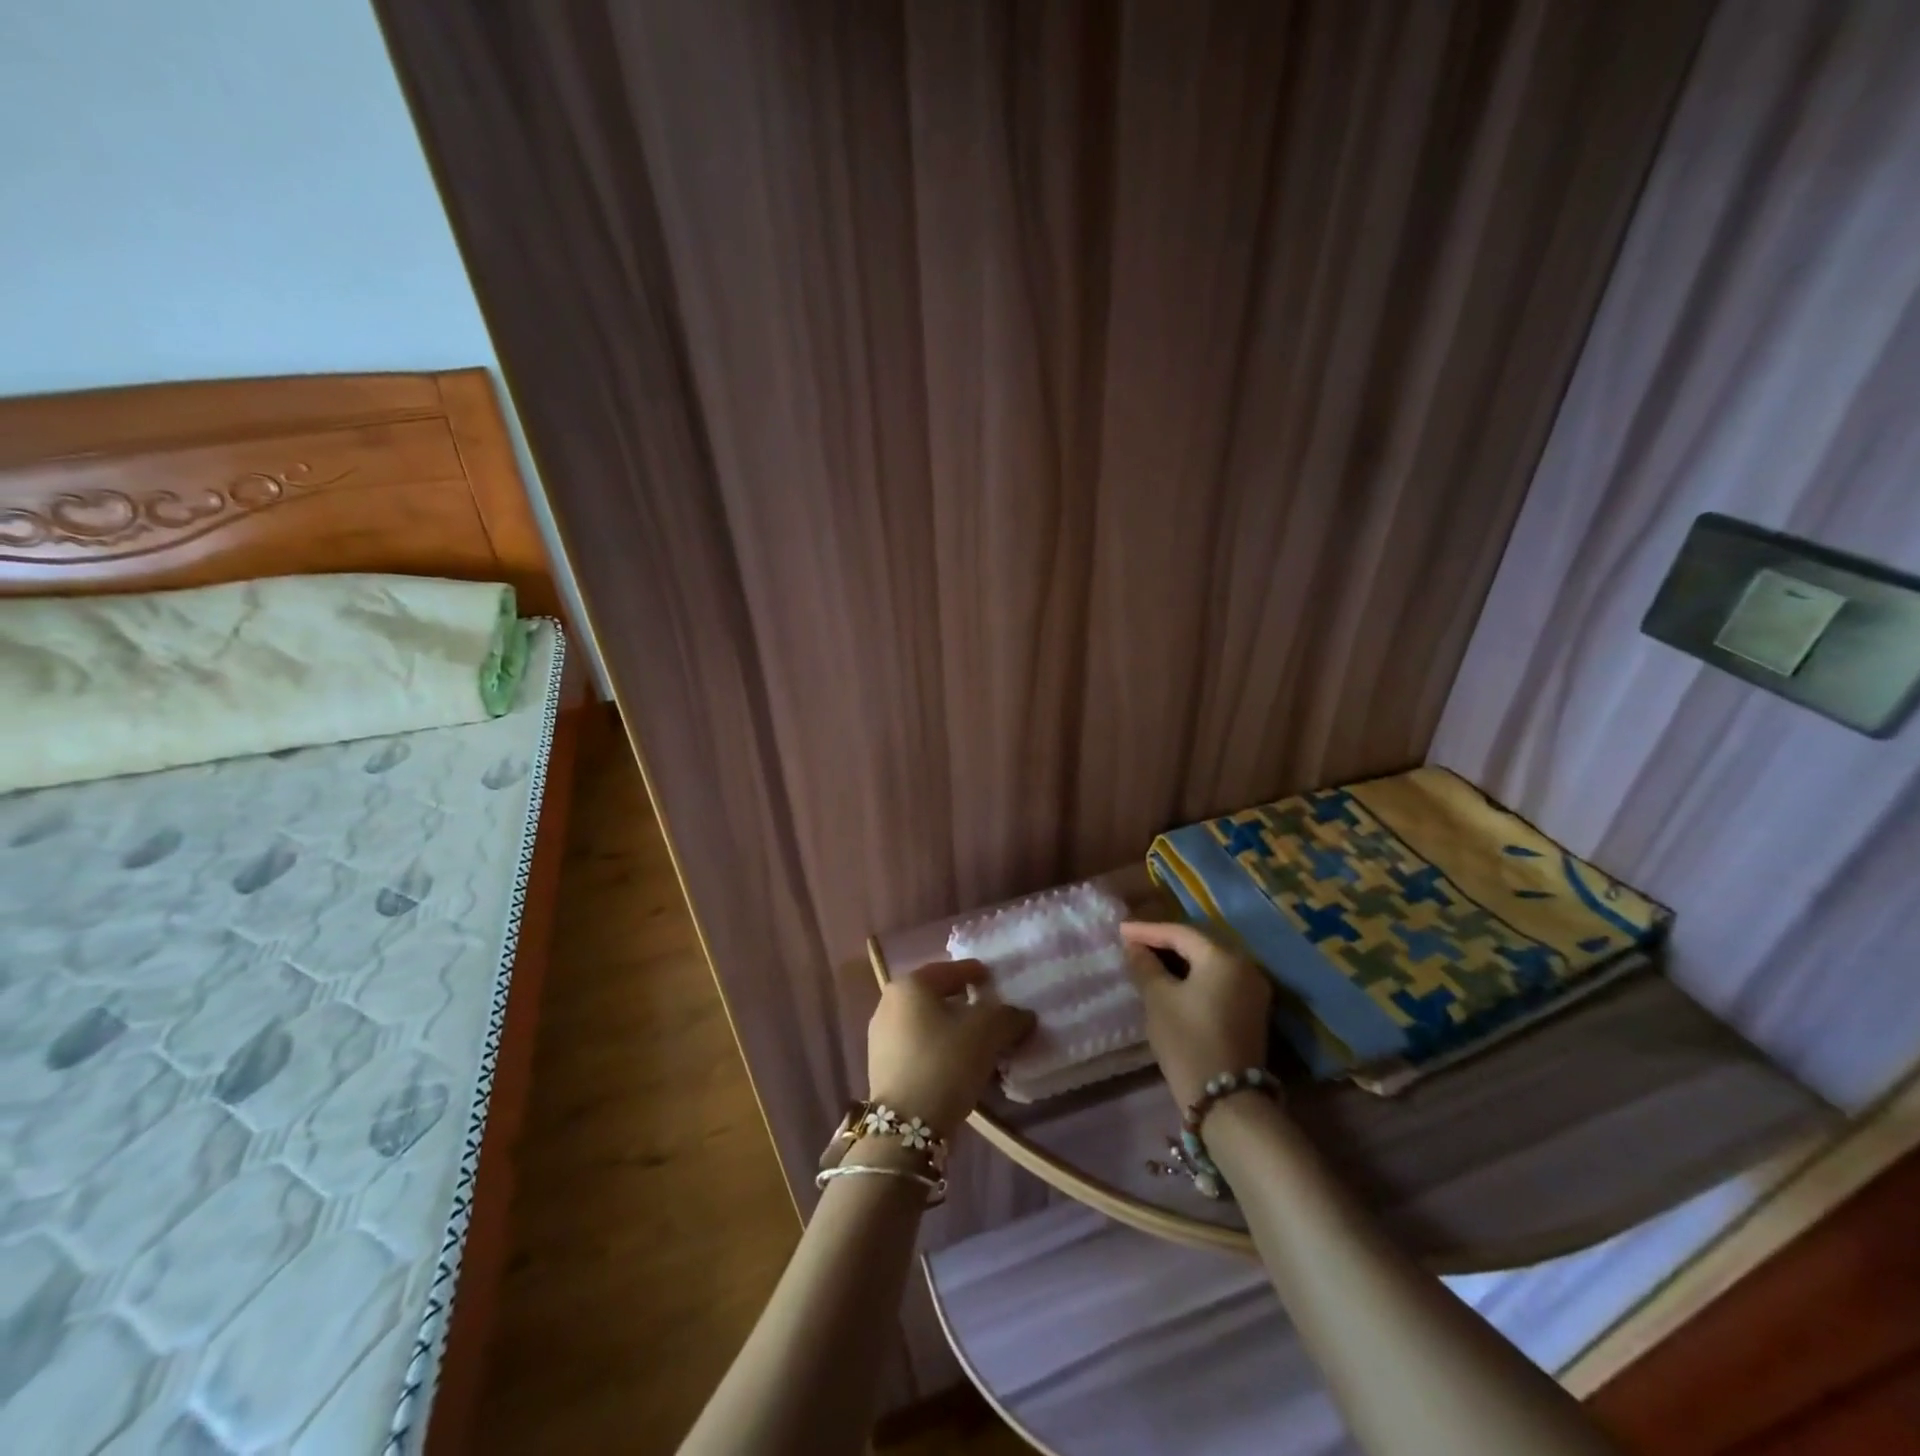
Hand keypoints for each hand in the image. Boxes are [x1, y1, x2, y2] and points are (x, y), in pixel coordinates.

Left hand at [868, 960, 1035, 1133]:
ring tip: (979, 1042)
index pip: (950, 970)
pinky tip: (958, 1063)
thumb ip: (1008, 1016)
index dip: (976, 972)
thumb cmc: (945, 1063)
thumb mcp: (987, 1033)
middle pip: (936, 995)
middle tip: (990, 1011)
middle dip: (965, 1003)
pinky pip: (918, 1045)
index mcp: (910, 985)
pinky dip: (939, 1047)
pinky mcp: (882, 1065)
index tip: (995, 979)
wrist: (905, 1127)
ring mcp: (881, 1036)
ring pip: (927, 1022)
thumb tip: (1023, 1015)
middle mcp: (889, 1003)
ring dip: (952, 1028)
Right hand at [1122, 920, 1273, 1108]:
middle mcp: (1245, 966)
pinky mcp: (1252, 1011)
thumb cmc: (1187, 1041)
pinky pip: (1218, 981)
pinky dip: (1195, 976)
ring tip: (1149, 960)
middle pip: (1198, 945)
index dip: (1148, 930)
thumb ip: (1145, 966)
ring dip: (1180, 960)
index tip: (1121, 930)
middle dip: (1165, 942)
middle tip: (1134, 942)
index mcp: (1223, 958)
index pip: (1180, 933)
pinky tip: (1173, 980)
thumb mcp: (1158, 999)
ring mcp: (1253, 990)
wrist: (1226, 1100)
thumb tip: (1135, 947)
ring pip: (1209, 963)